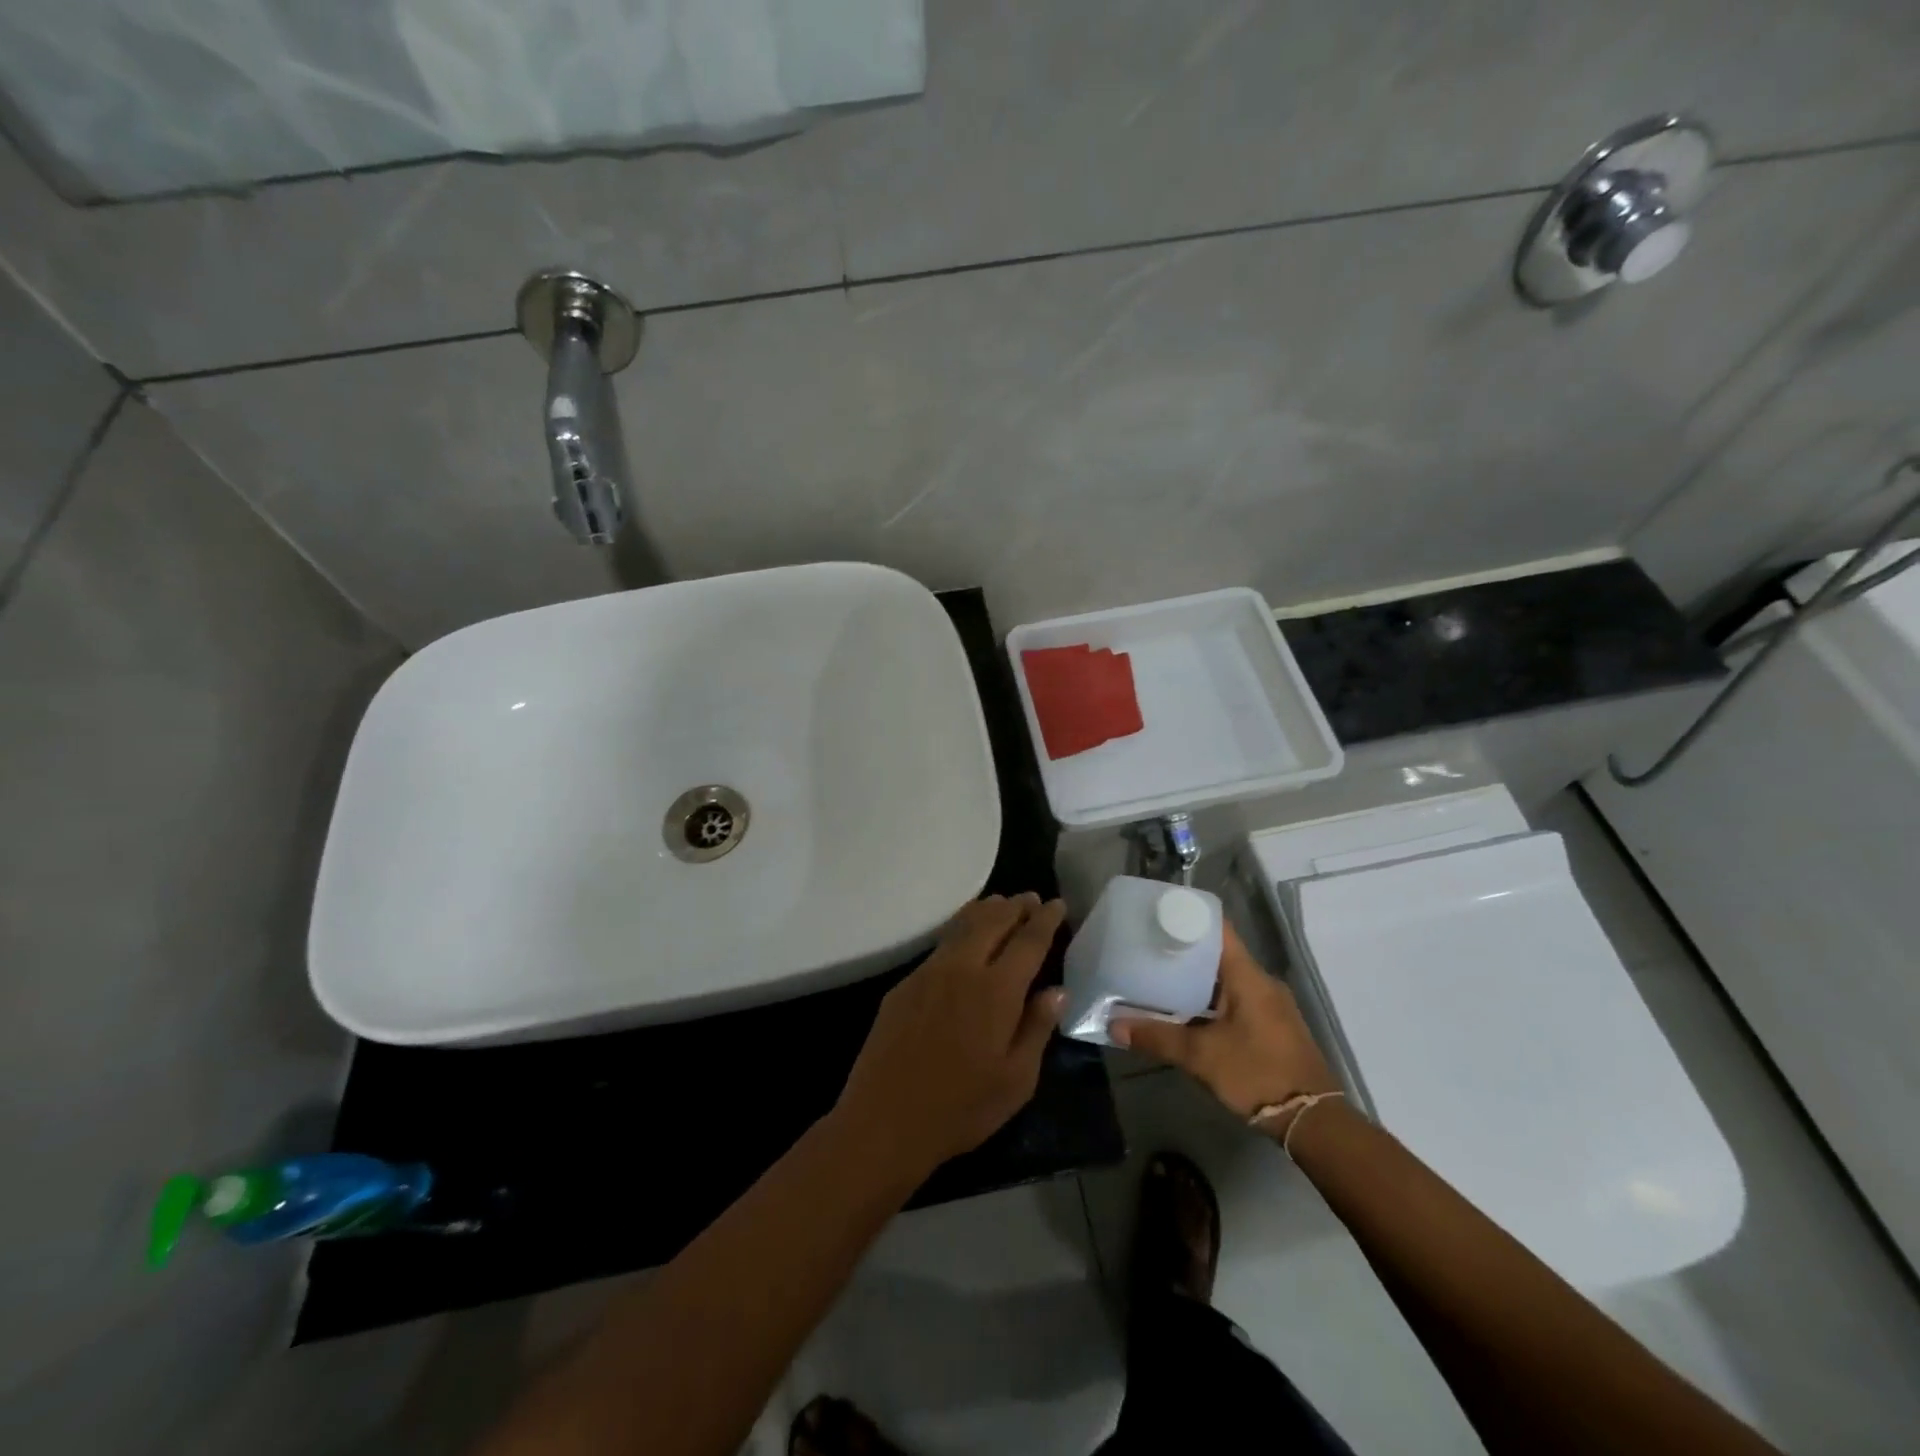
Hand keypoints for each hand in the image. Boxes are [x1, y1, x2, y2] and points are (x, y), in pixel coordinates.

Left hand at [836, 894, 1067, 1179]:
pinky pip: (940, 945)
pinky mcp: (905, 984)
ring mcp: (929, 972)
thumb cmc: (961, 1108)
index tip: (1057, 904)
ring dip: (986, 911)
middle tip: (1031, 898)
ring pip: (962, 926)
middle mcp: (962, 969)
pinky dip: (960, 930)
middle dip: (1015, 906)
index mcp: (996, 990)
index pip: (1028, 941)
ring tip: (1001, 903)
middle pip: (993, 922)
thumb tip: (1057, 990)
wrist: (886, 1119)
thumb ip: (1037, 1028)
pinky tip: (964, 937)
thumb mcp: (1016, 1080)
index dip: (1045, 920)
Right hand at [1111, 924, 1337, 1128]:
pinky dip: (1210, 999)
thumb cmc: (1257, 1074)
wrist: (1312, 1121)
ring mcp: (1270, 1005)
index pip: (1218, 929)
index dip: (1188, 917)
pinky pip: (1236, 998)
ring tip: (1158, 977)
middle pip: (1219, 953)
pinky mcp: (1272, 1025)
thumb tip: (1114, 1026)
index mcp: (1248, 976)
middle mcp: (1262, 982)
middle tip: (1147, 948)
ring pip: (1226, 979)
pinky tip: (1185, 1011)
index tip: (1157, 915)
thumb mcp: (1200, 1056)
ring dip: (1195, 978)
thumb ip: (1157, 1037)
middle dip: (1183, 951)